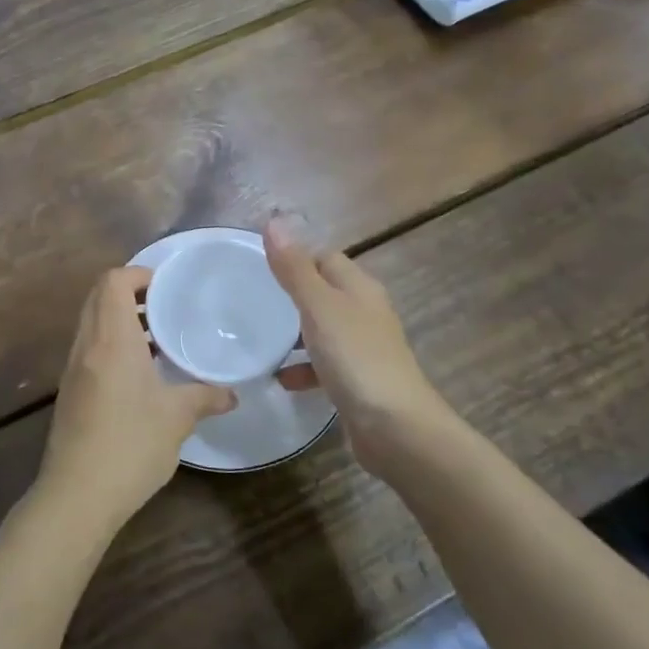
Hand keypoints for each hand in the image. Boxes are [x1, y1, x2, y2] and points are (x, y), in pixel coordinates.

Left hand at [38, 267, 235, 527]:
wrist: (77, 495)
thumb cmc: (131, 444)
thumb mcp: (178, 418)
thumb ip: (206, 397)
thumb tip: (232, 394)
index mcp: (111, 339)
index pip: (113, 281)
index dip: (138, 274)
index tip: (167, 287)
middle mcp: (87, 345)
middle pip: (99, 297)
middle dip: (131, 294)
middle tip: (166, 308)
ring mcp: (73, 368)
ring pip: (92, 324)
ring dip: (121, 321)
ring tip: (159, 340)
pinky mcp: (70, 391)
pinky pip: (90, 349)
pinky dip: (112, 345)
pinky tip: (141, 375)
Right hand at [265, 217, 447, 475]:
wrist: (395, 428)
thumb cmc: (356, 358)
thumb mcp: (319, 307)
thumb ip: (294, 268)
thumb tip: (274, 220)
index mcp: (359, 288)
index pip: (324, 257)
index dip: (295, 255)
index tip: (257, 262)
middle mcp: (365, 312)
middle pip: (324, 292)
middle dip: (291, 294)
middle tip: (252, 298)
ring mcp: (363, 348)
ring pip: (323, 329)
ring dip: (295, 333)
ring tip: (260, 338)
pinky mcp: (358, 381)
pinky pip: (324, 365)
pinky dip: (303, 368)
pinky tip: (281, 379)